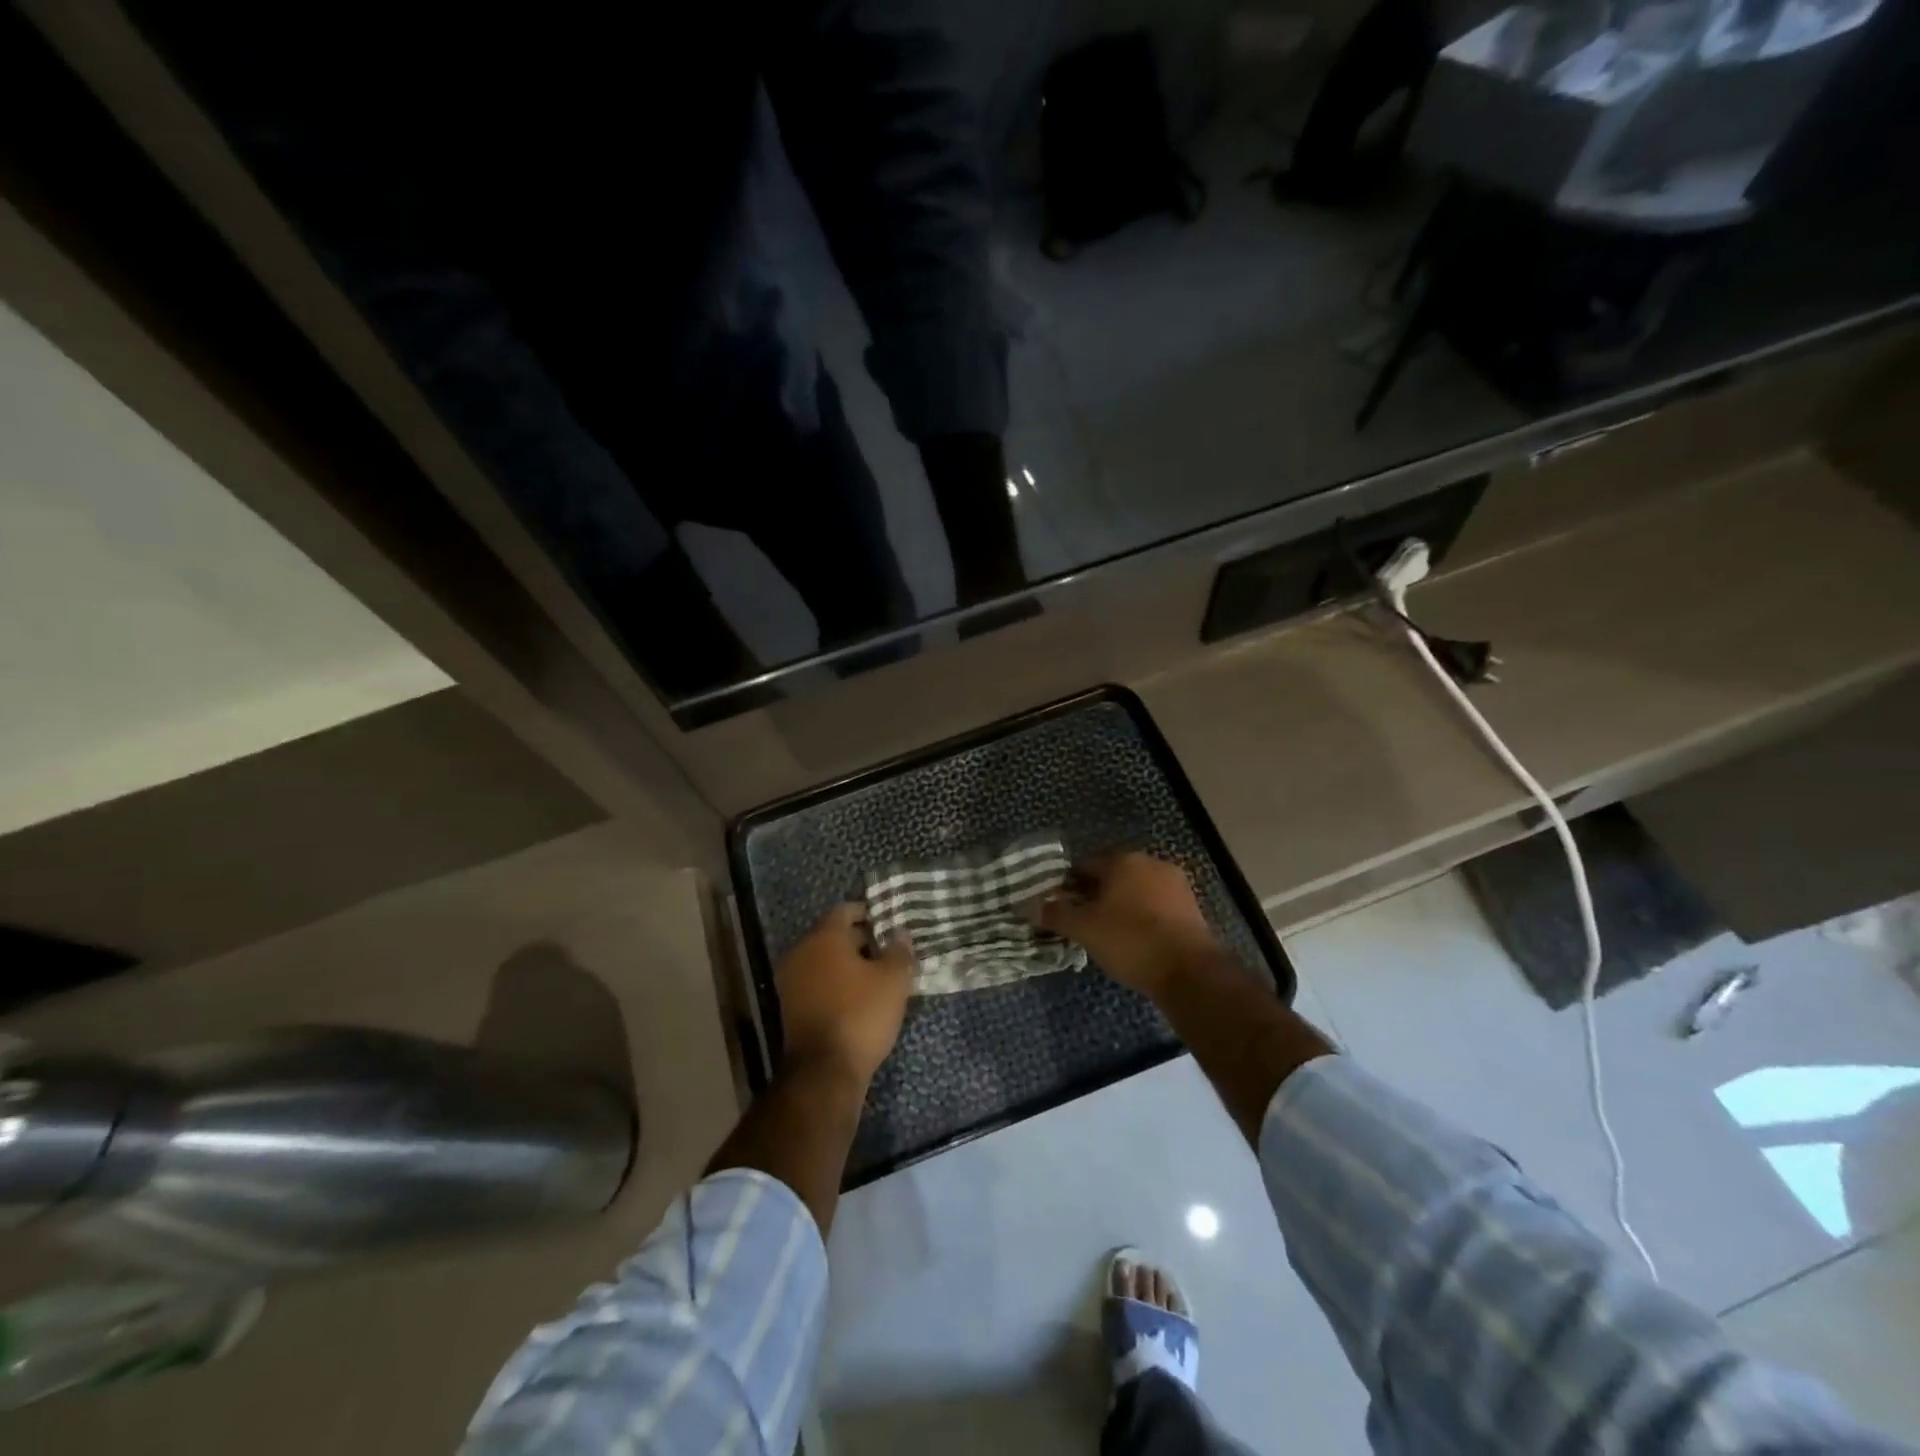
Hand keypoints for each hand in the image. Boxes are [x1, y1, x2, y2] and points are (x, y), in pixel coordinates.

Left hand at [777, 904, 912, 1084]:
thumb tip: (900, 934)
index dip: (869, 914)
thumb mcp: (893, 980)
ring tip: (878, 977)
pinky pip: (817, 983)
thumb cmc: (861, 1014)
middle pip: (833, 935)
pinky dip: (836, 984)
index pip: (845, 910)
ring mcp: (791, 981)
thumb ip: (899, 951)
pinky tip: (859, 998)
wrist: (824, 1071)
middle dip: (861, 940)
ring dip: (848, 964)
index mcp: (823, 937)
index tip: (889, 924)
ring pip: (824, 961)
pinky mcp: (790, 1007)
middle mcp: (801, 952)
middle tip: (889, 952)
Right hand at [1031, 853, 1220, 998]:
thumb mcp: (1084, 929)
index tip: (1058, 908)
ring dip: (1118, 907)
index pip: (1083, 866)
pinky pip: (1154, 906)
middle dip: (1093, 896)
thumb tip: (1031, 906)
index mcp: (1123, 860)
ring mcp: (1175, 884)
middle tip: (1079, 923)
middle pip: (1111, 876)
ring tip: (1105, 935)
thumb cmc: (1130, 941)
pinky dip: (1140, 918)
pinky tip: (1132, 941)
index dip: (1066, 886)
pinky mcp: (1190, 907)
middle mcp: (1150, 863)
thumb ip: (1056, 914)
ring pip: (1134, 891)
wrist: (1190, 971)